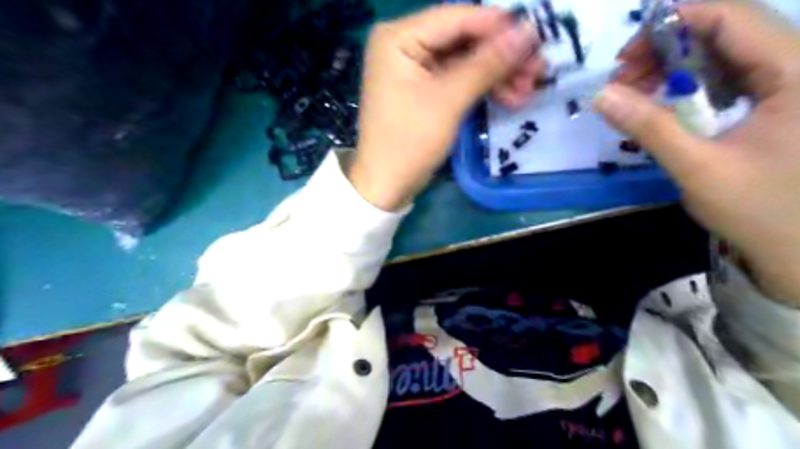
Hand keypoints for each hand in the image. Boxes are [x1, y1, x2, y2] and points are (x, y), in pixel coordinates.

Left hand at [351, 5, 543, 209]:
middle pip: (464, 39)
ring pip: (466, 61)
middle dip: (502, 57)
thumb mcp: (448, 101)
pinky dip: (483, 88)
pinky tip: (510, 98)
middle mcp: (405, 45)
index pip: (457, 18)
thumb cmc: (409, 142)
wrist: (387, 185)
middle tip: (538, 70)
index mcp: (398, 38)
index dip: (499, 27)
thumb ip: (487, 64)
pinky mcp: (424, 89)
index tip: (536, 39)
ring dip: (498, 75)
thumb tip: (528, 32)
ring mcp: (415, 68)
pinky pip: (459, 79)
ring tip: (528, 90)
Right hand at [597, 2, 799, 307]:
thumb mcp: (696, 166)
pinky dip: (688, 85)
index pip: (734, 17)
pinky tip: (662, 103)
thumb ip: (648, 127)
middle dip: (666, 48)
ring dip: (673, 67)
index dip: (675, 21)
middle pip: (727, 30)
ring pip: (724, 53)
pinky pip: (727, 77)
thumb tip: (601, 95)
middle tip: (622, 78)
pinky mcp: (777, 101)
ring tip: (634, 92)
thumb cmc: (760, 209)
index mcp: (798, 71)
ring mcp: (791, 83)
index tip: (626, 52)